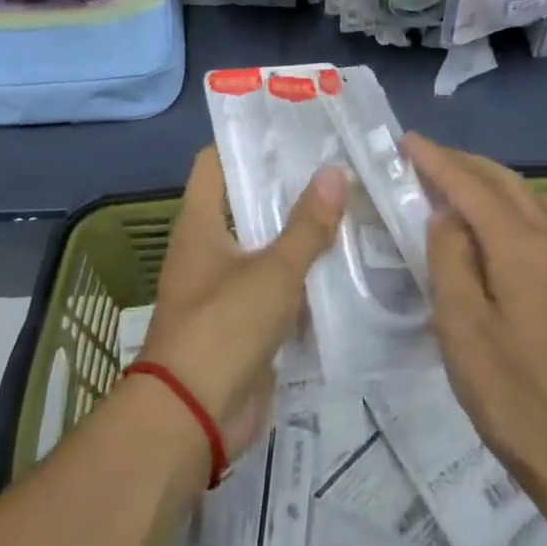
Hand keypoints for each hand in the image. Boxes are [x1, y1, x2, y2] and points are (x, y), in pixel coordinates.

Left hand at [138, 148, 346, 461]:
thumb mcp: (272, 272)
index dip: (248, 141)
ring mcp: (228, 286)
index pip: (216, 163)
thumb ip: (306, 225)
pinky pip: (280, 287)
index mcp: (201, 224)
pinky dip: (306, 276)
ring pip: (268, 246)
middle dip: (290, 187)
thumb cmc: (223, 328)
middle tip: (339, 164)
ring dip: (302, 232)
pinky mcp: (247, 322)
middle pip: (249, 203)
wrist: (194, 419)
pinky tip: (347, 263)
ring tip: (352, 205)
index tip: (292, 126)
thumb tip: (336, 171)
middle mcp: (210, 248)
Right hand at [407, 134, 546, 500]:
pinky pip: (546, 221)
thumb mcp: (460, 325)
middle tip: (424, 160)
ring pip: (531, 198)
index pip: (471, 187)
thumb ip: (449, 258)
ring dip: (493, 181)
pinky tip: (504, 228)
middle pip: (505, 183)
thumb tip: (445, 216)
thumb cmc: (512, 393)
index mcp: (520, 246)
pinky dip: (517, 204)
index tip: (405, 141)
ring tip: (460, 187)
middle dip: (463, 164)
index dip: (437, 161)